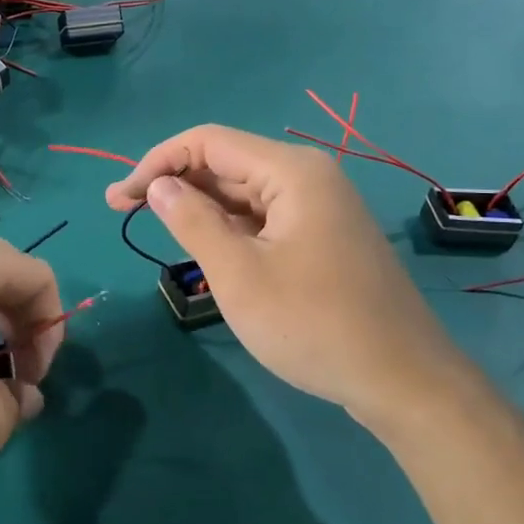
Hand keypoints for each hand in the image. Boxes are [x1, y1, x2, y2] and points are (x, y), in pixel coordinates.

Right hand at [106, 125, 451, 417]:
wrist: (404, 381)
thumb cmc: (314, 325)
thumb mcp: (239, 275)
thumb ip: (192, 222)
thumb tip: (158, 186)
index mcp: (291, 172)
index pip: (208, 142)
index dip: (156, 162)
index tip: (118, 197)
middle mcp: (308, 176)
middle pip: (226, 163)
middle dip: (173, 182)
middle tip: (122, 210)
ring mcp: (320, 206)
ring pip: (244, 192)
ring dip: (198, 205)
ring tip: (154, 225)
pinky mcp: (323, 235)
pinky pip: (264, 217)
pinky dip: (228, 226)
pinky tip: (203, 243)